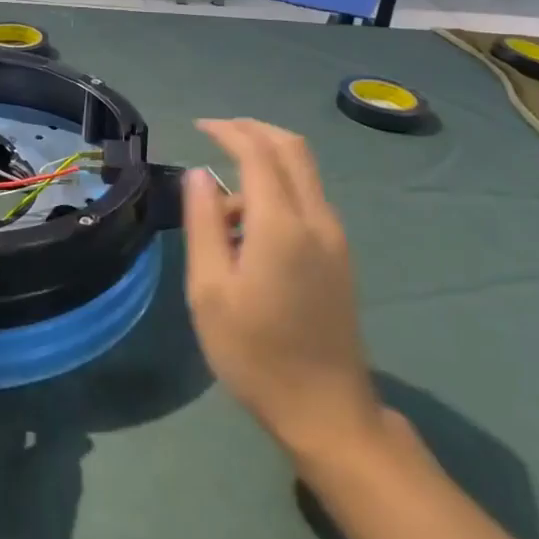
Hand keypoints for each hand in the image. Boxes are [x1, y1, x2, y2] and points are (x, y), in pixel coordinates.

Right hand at [183, 119, 383, 470]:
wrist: (327, 412)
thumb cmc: (256, 354)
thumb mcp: (210, 291)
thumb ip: (203, 224)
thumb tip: (200, 174)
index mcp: (282, 225)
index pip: (257, 153)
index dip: (227, 130)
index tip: (198, 126)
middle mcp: (316, 219)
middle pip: (292, 148)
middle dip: (253, 129)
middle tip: (216, 132)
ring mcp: (335, 236)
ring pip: (304, 170)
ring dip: (266, 159)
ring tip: (222, 198)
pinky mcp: (340, 254)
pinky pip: (308, 196)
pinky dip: (279, 184)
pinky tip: (250, 220)